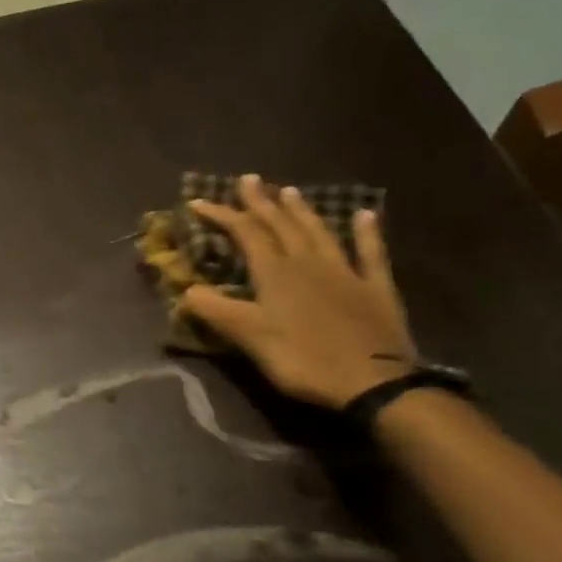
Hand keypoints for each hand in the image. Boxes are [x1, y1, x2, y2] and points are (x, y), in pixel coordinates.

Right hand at [182, 174, 416, 410]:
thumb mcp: (250, 338)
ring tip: (289, 190)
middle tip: (248, 179)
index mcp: (276, 273)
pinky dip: (366, 232)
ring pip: (319, 232)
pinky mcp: (375, 289)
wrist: (373, 382)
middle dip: (261, 202)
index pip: (245, 234)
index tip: (198, 201)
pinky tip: (364, 215)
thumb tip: (186, 290)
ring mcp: (346, 273)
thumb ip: (218, 311)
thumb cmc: (303, 360)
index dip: (222, 215)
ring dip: (301, 210)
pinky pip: (371, 253)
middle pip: (281, 225)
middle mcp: (309, 263)